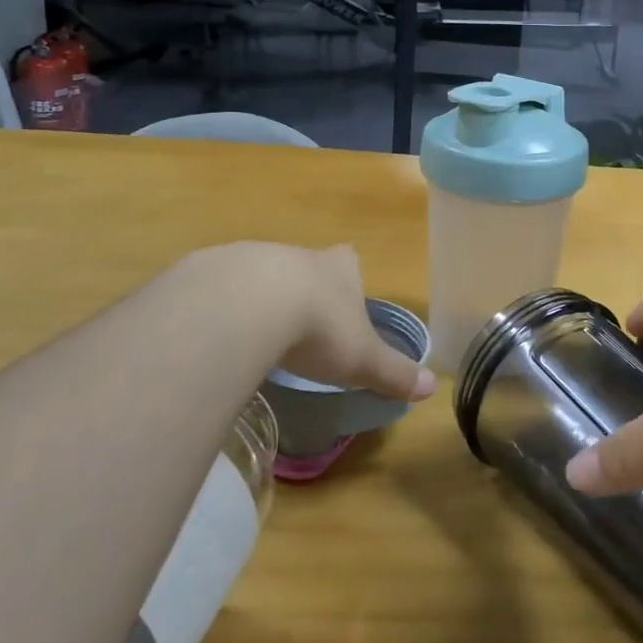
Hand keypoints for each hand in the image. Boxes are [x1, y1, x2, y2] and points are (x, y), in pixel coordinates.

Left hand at [169, 242, 436, 402]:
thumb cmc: (319, 327)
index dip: (349, 280)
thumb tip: (431, 388)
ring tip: (257, 339)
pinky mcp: (211, 271)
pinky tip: (219, 340)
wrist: (246, 305)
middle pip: (305, 267)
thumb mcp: (362, 359)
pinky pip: (219, 291)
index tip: (344, 304)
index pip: (350, 260)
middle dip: (303, 292)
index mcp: (339, 267)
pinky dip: (222, 312)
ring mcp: (252, 257)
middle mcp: (298, 255)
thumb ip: (394, 372)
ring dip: (260, 301)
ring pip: (260, 276)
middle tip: (301, 329)